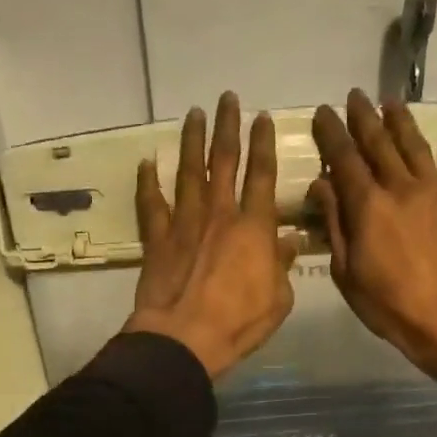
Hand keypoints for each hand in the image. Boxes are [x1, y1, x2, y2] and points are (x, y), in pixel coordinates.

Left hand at [124, 92, 296, 378]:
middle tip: (226, 98)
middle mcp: (219, 215)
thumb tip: (289, 241)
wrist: (184, 338)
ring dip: (191, 141)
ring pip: (188, 172)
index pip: (262, 175)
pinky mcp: (158, 239)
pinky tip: (146, 162)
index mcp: (254, 228)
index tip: (263, 117)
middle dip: (227, 127)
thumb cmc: (238, 322)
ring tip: (193, 114)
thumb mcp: (278, 300)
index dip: (263, 144)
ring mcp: (185, 223)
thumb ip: (282, 266)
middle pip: (224, 161)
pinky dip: (147, 182)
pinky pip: (151, 204)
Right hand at [308, 89, 436, 401]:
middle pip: (379, 144)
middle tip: (354, 96)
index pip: (344, 159)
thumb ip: (335, 223)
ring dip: (402, 122)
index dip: (331, 133)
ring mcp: (434, 194)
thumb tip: (321, 185)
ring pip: (415, 147)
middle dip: (364, 118)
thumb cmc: (388, 303)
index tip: (323, 112)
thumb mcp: (346, 271)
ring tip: (391, 102)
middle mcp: (400, 188)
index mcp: (367, 205)